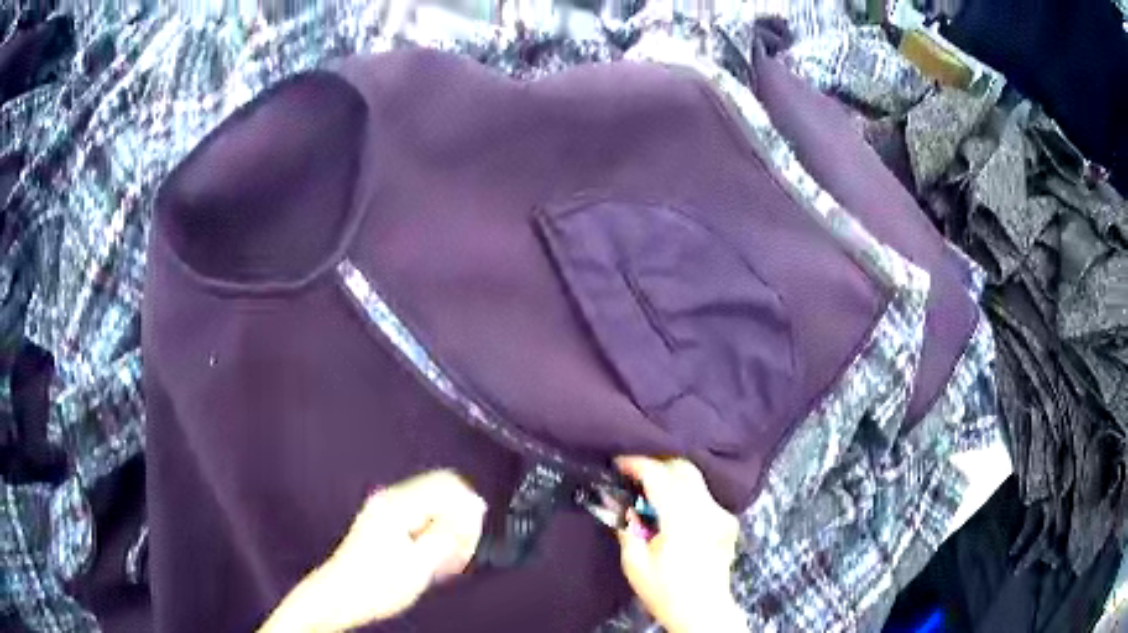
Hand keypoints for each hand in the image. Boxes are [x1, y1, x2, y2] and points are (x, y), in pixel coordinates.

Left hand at [260, 470, 486, 632]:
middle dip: (459, 522)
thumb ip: (449, 533)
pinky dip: (435, 535)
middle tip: (459, 555)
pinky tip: (434, 559)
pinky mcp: (386, 521)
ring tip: (447, 562)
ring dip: (448, 531)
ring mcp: (387, 508)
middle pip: (443, 492)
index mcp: (398, 503)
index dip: (468, 510)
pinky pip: (423, 517)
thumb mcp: (421, 563)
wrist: (342, 596)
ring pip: (435, 506)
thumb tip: (473, 507)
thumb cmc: (377, 585)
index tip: (471, 539)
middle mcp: (391, 498)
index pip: (448, 485)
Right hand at [614, 456, 746, 632]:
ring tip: (649, 492)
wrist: (703, 611)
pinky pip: (704, 495)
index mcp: (682, 520)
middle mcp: (707, 510)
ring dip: (671, 477)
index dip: (637, 463)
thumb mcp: (635, 564)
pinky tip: (671, 510)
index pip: (659, 475)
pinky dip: (685, 493)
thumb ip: (627, 528)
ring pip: (696, 479)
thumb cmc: (665, 592)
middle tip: (633, 474)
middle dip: (656, 464)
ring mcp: (721, 514)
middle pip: (683, 468)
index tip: (618, 463)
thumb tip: (622, 503)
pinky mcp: (728, 521)